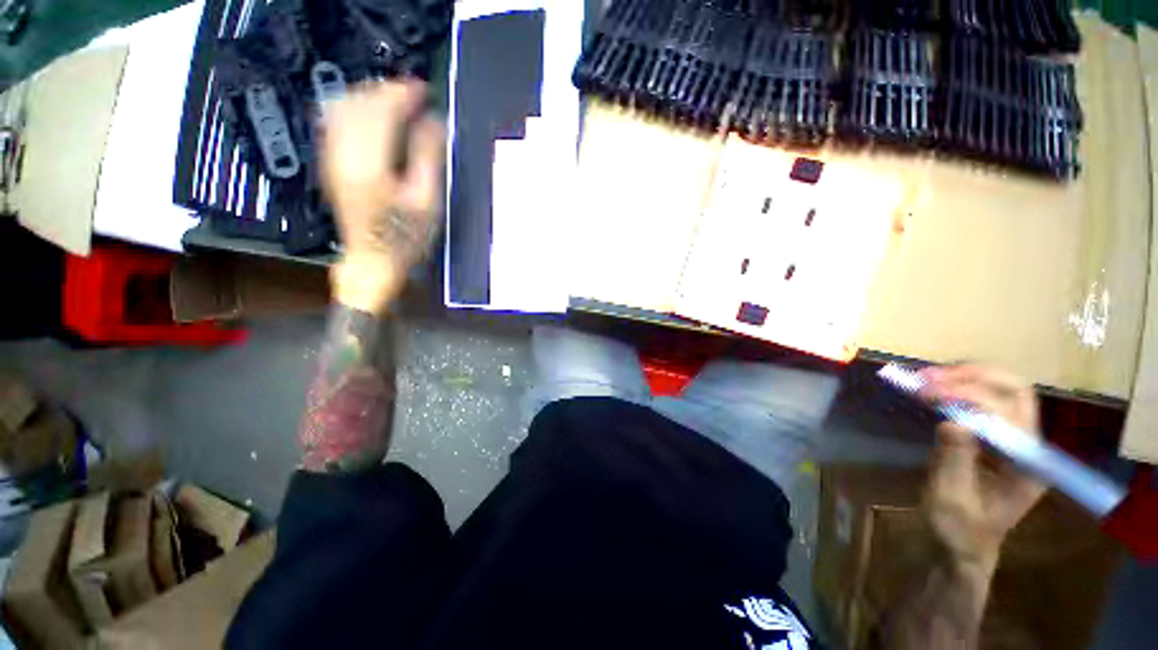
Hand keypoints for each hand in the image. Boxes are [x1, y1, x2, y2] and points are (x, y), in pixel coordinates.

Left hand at [321, 80, 445, 313]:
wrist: (372, 262)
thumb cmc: (404, 239)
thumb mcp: (427, 202)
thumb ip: (428, 158)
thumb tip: (433, 123)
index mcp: (368, 163)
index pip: (382, 110)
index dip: (403, 94)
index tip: (424, 90)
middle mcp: (343, 153)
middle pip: (358, 102)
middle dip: (387, 91)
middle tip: (414, 94)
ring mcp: (332, 158)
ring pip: (343, 108)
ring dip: (370, 97)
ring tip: (396, 101)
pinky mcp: (331, 164)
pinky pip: (336, 122)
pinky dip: (356, 110)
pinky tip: (372, 116)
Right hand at [918, 364, 1046, 572]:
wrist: (962, 545)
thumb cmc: (958, 529)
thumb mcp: (952, 499)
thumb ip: (955, 460)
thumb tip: (952, 422)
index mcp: (1027, 464)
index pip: (1009, 413)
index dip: (969, 397)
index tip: (928, 394)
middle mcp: (1029, 445)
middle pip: (1014, 391)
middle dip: (972, 377)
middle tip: (930, 377)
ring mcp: (1014, 439)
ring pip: (1001, 389)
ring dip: (963, 377)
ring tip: (925, 378)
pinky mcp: (994, 437)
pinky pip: (983, 401)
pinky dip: (957, 387)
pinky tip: (933, 388)